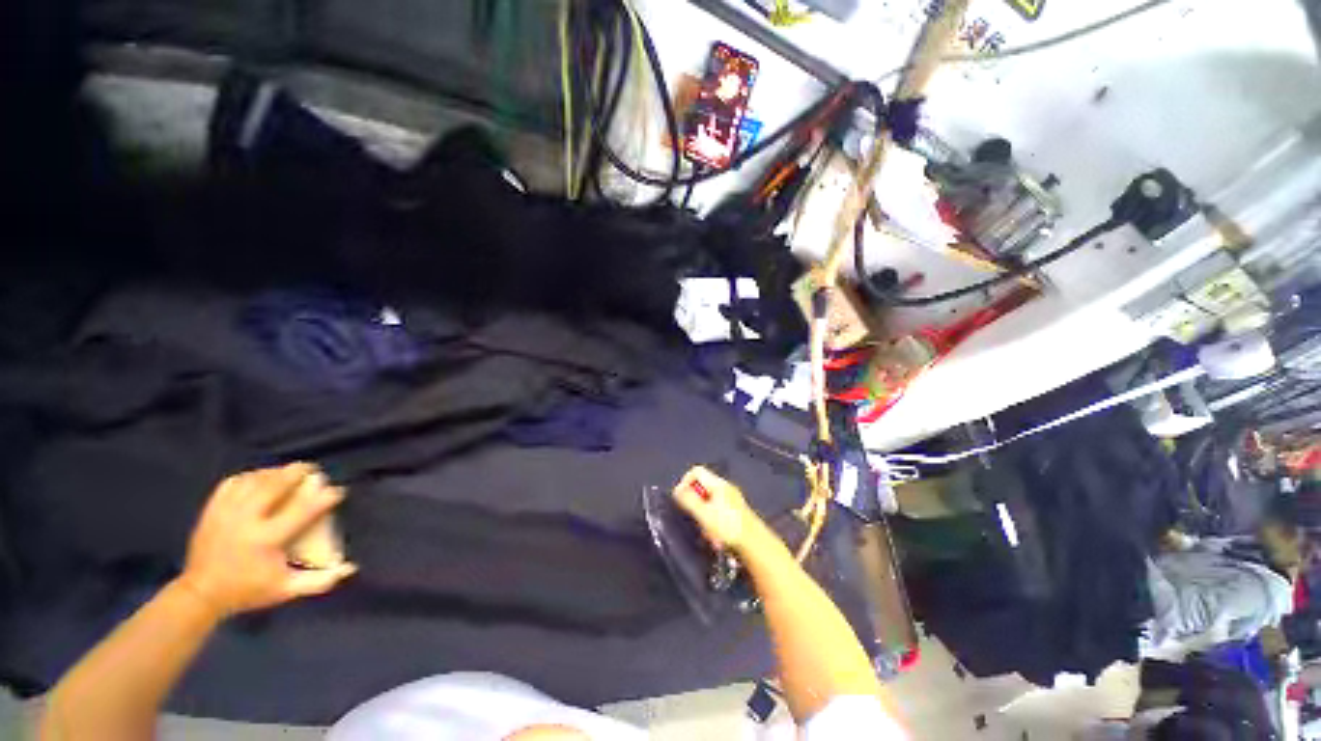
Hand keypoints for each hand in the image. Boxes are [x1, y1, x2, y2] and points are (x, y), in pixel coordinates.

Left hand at [179, 463, 356, 617]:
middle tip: (312, 468)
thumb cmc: (248, 591)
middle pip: (274, 486)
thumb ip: (319, 580)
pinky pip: (232, 484)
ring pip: (253, 481)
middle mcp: (246, 521)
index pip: (302, 511)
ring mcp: (226, 513)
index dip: (324, 498)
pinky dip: (249, 476)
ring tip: (287, 471)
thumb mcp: (286, 590)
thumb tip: (351, 568)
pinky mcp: (211, 511)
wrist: (200, 594)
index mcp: (266, 539)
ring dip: (273, 472)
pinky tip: (258, 477)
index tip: (338, 491)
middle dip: (295, 473)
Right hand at [672, 466, 761, 553]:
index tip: (681, 499)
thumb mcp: (704, 514)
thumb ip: (689, 500)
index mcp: (718, 484)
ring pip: (709, 500)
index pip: (696, 471)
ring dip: (702, 514)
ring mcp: (732, 499)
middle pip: (702, 485)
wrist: (755, 545)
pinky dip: (712, 520)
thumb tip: (677, 490)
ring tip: (705, 530)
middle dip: (694, 501)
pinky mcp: (736, 512)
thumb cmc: (728, 527)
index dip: (685, 482)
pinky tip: (715, 536)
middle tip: (693, 517)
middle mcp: (726, 487)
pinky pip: (717, 510)